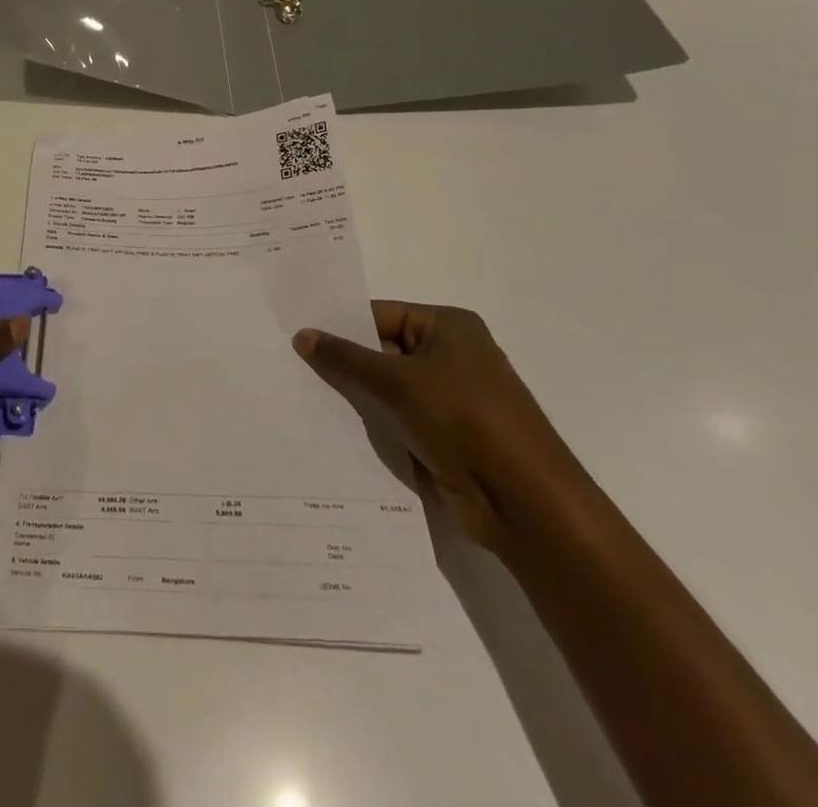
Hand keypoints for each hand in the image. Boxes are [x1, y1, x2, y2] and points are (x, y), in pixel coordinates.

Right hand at [293, 300, 586, 552]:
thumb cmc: (464, 420)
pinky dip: (374, 423)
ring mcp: (451, 399)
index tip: (297, 334)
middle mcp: (452, 356)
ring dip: (357, 395)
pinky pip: (398, 418)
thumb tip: (302, 335)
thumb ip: (346, 357)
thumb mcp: (396, 381)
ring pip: (388, 388)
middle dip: (345, 361)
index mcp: (448, 327)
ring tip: (303, 393)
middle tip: (291, 363)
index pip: (380, 314)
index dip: (340, 325)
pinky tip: (334, 427)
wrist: (526, 504)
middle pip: (383, 350)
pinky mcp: (447, 436)